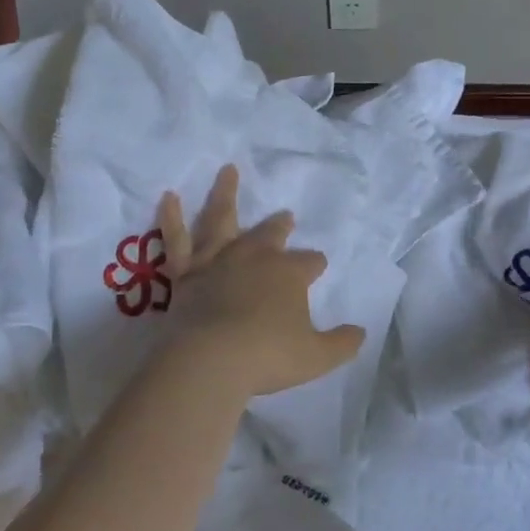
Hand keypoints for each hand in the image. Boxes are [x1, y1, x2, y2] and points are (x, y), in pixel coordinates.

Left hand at [153, 165, 367, 401]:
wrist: (211, 360)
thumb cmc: (268, 356)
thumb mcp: (317, 357)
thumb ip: (341, 344)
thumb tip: (361, 333)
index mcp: (289, 273)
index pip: (309, 262)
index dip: (314, 264)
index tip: (317, 266)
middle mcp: (255, 257)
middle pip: (270, 234)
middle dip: (280, 225)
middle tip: (286, 217)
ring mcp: (218, 260)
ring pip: (222, 219)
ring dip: (226, 193)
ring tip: (228, 170)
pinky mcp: (185, 272)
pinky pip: (176, 238)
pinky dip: (171, 216)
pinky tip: (168, 196)